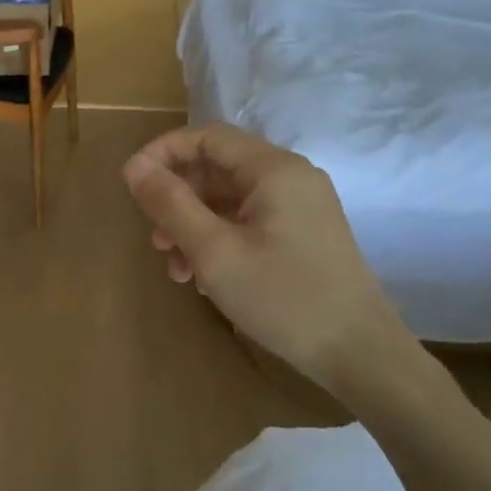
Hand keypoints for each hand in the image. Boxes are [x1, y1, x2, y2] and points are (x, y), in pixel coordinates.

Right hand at [122, 124, 416, 393]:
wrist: (359, 353)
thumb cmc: (282, 298)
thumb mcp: (214, 252)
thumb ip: (170, 204)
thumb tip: (134, 168)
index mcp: (273, 169)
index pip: (207, 137)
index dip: (162, 153)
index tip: (130, 184)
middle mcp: (290, 177)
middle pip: (217, 168)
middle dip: (177, 199)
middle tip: (153, 239)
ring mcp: (301, 206)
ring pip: (230, 199)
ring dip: (194, 225)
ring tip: (174, 268)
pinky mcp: (303, 234)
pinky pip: (249, 221)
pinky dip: (219, 239)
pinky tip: (204, 278)